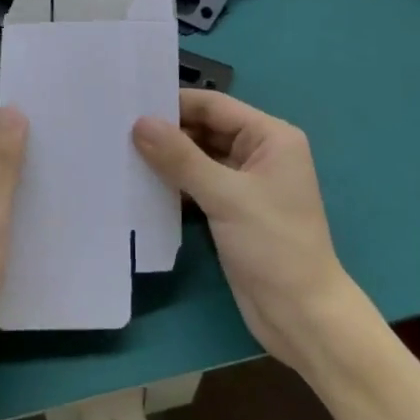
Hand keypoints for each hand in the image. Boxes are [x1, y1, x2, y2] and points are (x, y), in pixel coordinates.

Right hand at [133, 91, 359, 371]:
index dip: (175, 103)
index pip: (215, 106)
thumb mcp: (226, 196)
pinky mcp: (232, 211)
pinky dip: (174, 184)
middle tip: (117, 129)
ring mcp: (245, 183)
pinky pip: (198, 185)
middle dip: (167, 131)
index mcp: (271, 137)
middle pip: (205, 130)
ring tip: (121, 153)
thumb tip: (140, 123)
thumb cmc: (273, 245)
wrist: (301, 316)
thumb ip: (181, 158)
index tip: (130, 103)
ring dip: (167, 159)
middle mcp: (259, 153)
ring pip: (198, 158)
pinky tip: (141, 185)